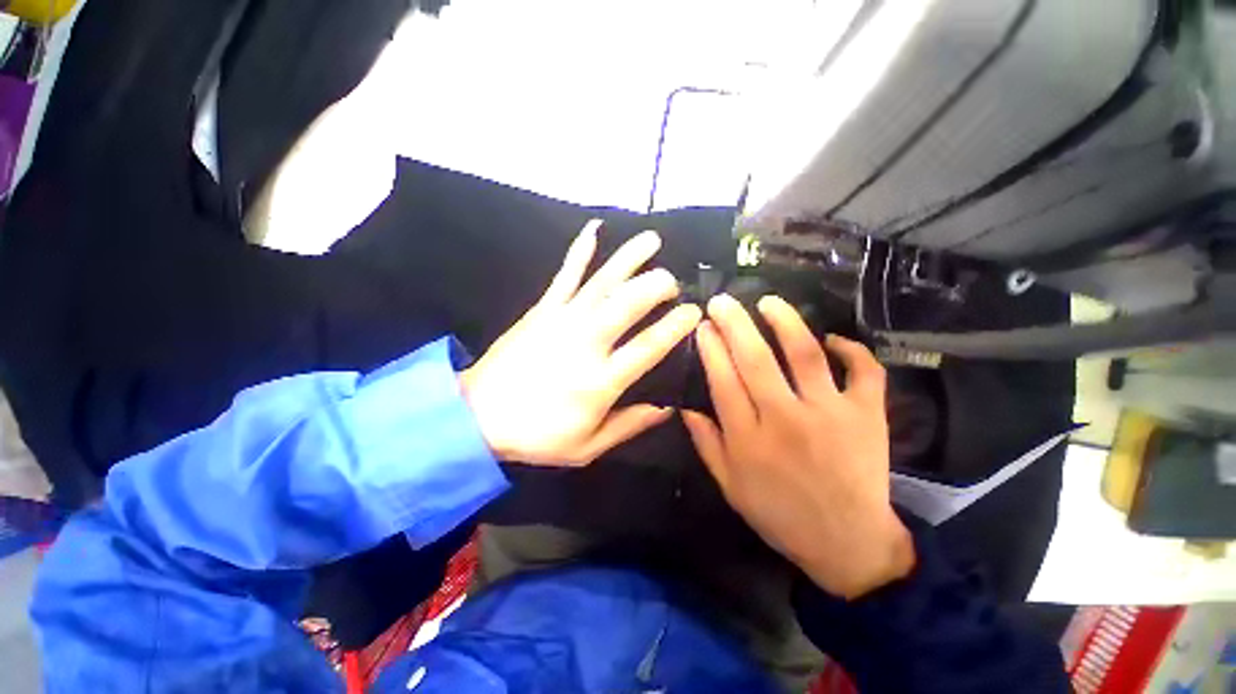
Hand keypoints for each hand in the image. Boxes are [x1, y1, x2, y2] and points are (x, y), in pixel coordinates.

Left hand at [460, 220, 701, 465]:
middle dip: (656, 285)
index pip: (648, 347)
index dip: (675, 326)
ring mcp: (562, 321)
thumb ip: (629, 425)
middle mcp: (586, 343)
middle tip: (672, 281)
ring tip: (652, 239)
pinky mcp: (542, 310)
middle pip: (627, 304)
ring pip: (602, 282)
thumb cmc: (537, 436)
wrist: (478, 418)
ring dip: (629, 258)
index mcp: (600, 380)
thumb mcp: (588, 447)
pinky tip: (594, 228)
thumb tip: (666, 408)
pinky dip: (580, 250)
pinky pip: (565, 275)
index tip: (694, 312)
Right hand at [682, 294, 913, 598]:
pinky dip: (852, 349)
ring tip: (768, 301)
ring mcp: (830, 414)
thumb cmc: (780, 515)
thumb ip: (705, 444)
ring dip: (784, 321)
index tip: (702, 326)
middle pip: (756, 359)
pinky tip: (833, 338)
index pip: (723, 381)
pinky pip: (863, 371)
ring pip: (805, 354)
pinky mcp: (867, 415)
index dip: (711, 348)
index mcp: (749, 440)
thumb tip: (684, 406)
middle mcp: (786, 420)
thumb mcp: (730, 486)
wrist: (849, 543)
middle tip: (722, 301)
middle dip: (734, 324)